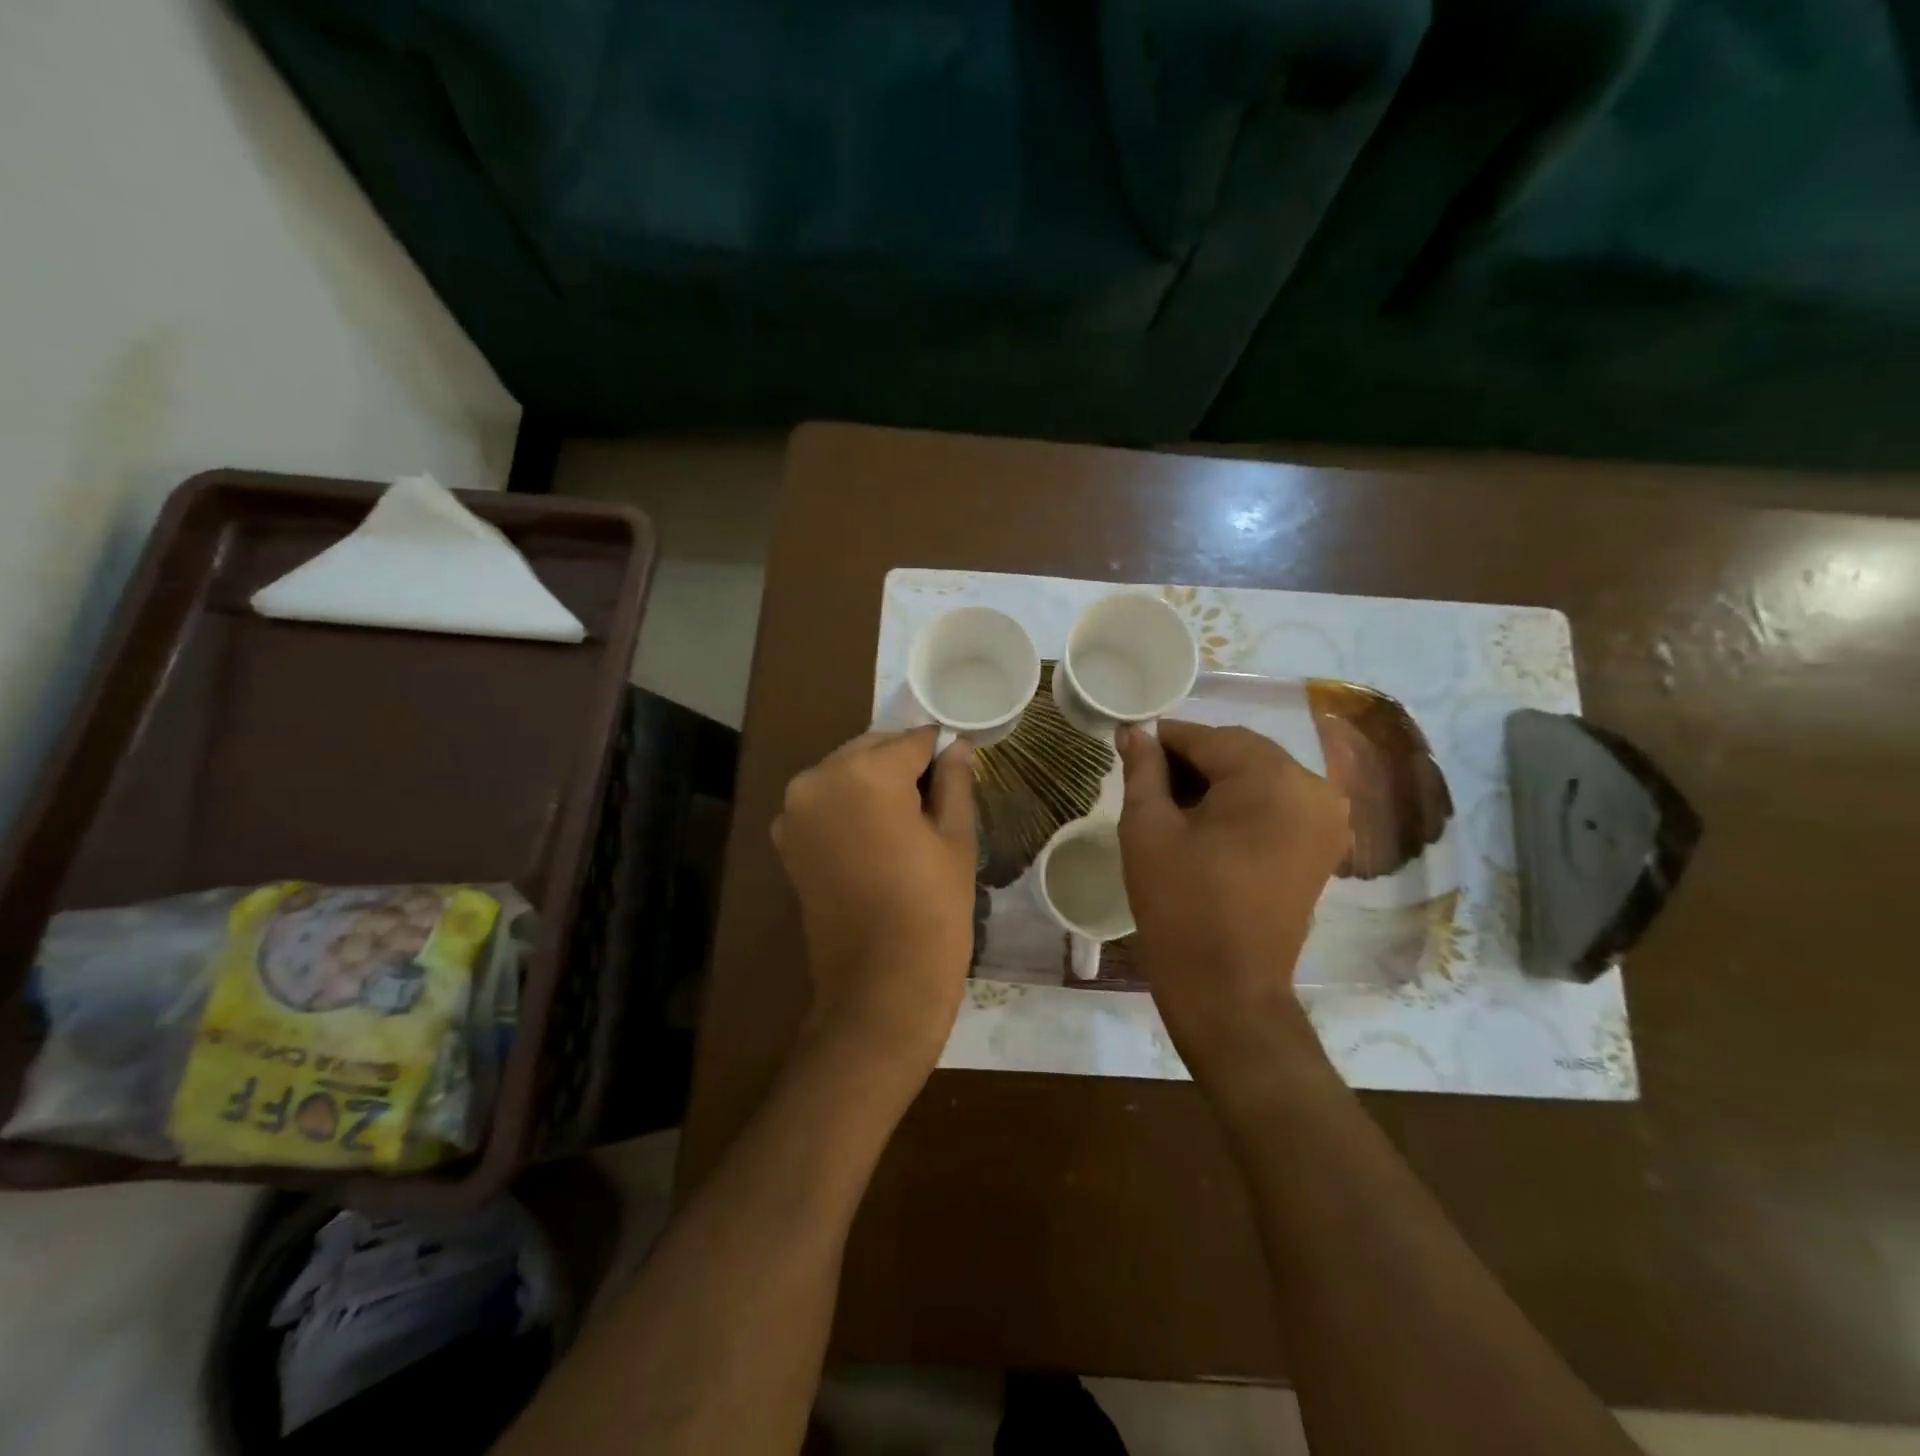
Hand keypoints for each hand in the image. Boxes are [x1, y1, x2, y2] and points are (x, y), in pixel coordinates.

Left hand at [773, 727, 977, 1070]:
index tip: (959, 764)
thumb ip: (953, 781)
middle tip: (937, 795)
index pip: (913, 740)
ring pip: (846, 772)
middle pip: (872, 749)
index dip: (940, 750)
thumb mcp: (955, 838)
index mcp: (865, 774)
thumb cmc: (932, 910)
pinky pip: (825, 801)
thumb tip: (955, 745)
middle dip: (904, 763)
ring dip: (875, 781)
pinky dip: (850, 804)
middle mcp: (819, 779)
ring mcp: (794, 810)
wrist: (879, 986)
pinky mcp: (786, 839)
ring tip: (908, 819)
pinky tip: (877, 836)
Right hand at [1117, 720, 1350, 1084]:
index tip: (1132, 746)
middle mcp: (1313, 788)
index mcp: (1271, 779)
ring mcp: (1326, 820)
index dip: (1166, 738)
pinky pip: (1278, 803)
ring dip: (1218, 780)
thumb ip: (1143, 769)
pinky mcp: (1323, 846)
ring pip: (1260, 776)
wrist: (1226, 987)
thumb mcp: (1148, 828)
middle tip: (1148, 778)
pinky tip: (1207, 822)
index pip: (1210, 737)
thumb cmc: (1179, 904)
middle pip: (1241, 753)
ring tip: (1172, 802)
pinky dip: (1242, 803)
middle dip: (1193, 759)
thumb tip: (1134, 731)